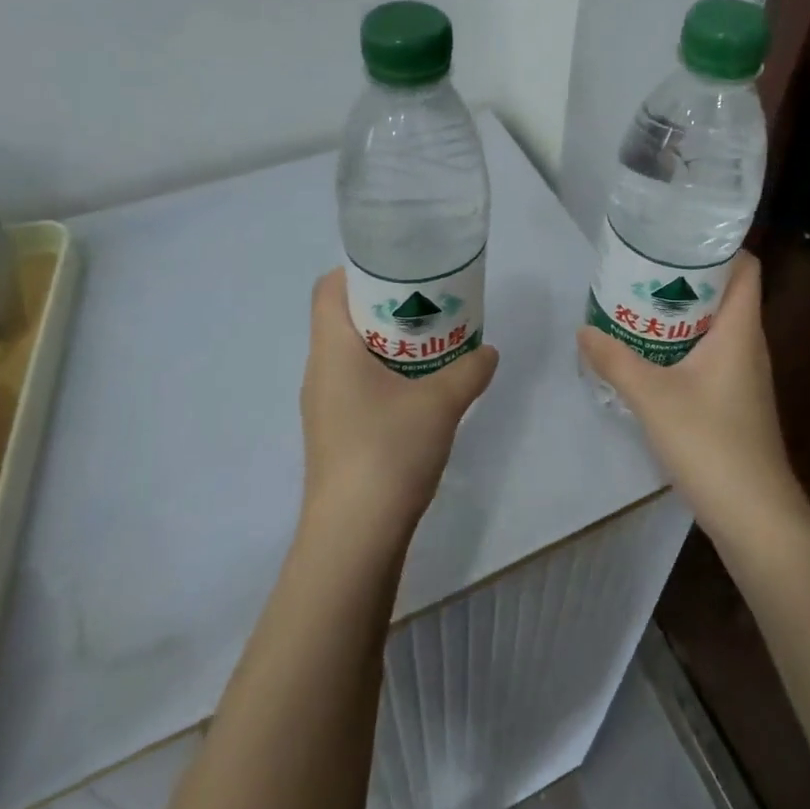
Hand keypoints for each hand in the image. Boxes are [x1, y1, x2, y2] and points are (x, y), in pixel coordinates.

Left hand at [300, 269, 498, 539]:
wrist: (354, 537)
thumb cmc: (388, 451)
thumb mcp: (441, 403)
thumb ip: (469, 371)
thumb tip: (489, 352)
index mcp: (333, 349)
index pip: (328, 288)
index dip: (360, 271)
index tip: (403, 271)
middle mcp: (320, 371)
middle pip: (345, 318)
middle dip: (388, 307)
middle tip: (432, 306)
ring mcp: (324, 406)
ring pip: (353, 355)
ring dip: (390, 345)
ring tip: (434, 346)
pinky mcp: (336, 434)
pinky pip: (358, 386)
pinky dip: (387, 376)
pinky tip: (421, 393)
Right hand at [576, 253, 808, 550]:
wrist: (754, 515)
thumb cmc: (710, 443)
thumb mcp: (653, 397)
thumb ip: (615, 360)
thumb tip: (583, 330)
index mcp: (740, 330)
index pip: (745, 267)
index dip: (718, 246)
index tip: (676, 237)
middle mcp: (748, 345)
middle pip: (725, 293)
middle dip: (685, 277)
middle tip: (640, 269)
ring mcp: (744, 375)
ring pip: (715, 326)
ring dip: (680, 314)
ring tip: (637, 305)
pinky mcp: (735, 400)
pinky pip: (710, 354)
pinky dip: (683, 345)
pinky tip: (649, 355)